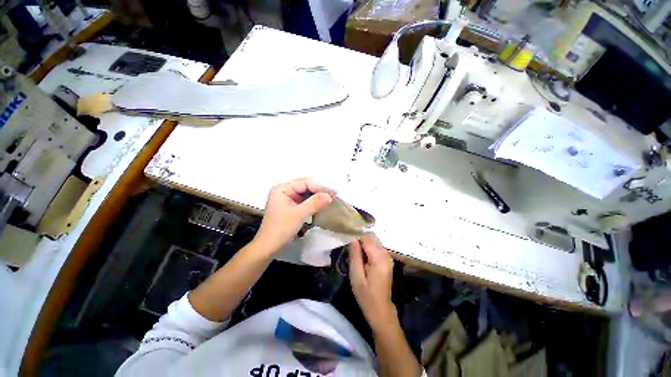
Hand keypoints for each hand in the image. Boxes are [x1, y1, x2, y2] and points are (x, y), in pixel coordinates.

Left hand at [253, 178, 333, 253]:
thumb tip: (330, 195)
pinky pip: (303, 200)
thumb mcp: (299, 214)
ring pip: (304, 193)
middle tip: (332, 195)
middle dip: (318, 191)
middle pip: (304, 186)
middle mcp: (283, 190)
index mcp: (282, 189)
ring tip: (328, 199)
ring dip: (316, 196)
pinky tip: (320, 204)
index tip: (333, 193)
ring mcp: (286, 198)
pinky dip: (312, 202)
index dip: (319, 187)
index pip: (304, 182)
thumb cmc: (281, 229)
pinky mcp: (289, 206)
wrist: (268, 247)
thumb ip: (315, 203)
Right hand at [349, 233, 396, 331]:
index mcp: (379, 258)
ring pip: (373, 242)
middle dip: (360, 242)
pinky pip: (376, 248)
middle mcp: (386, 254)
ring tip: (356, 258)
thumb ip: (355, 255)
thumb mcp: (356, 276)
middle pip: (371, 238)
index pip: (367, 238)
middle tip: (352, 254)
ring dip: (364, 246)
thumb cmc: (366, 295)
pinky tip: (363, 261)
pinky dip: (368, 250)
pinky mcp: (387, 259)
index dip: (356, 239)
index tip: (348, 247)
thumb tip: (353, 239)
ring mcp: (388, 256)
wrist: (380, 309)